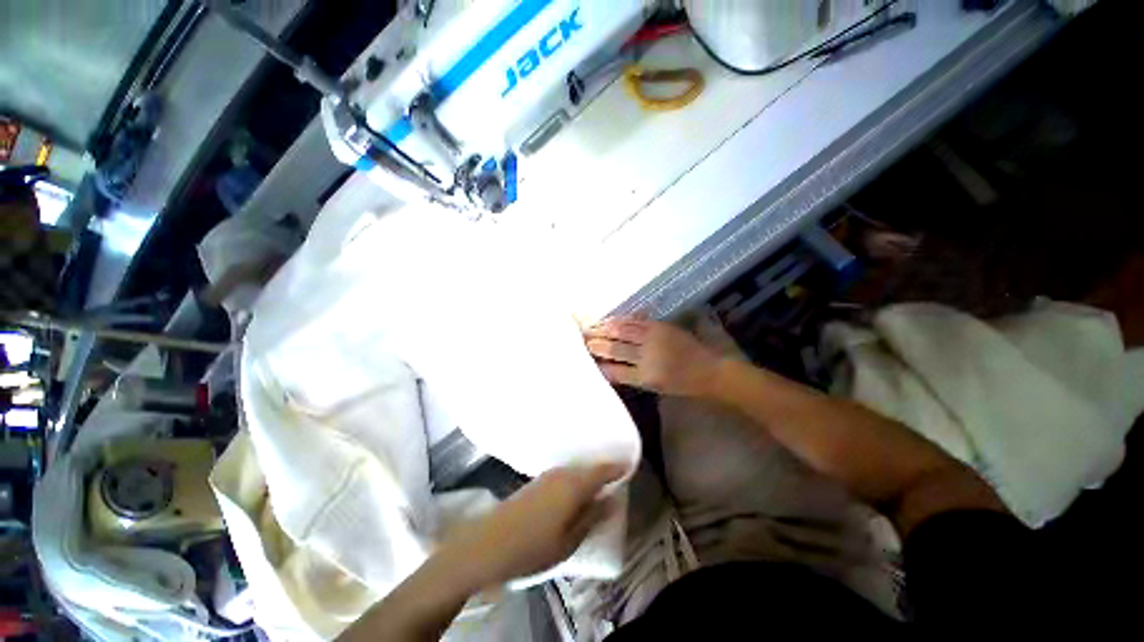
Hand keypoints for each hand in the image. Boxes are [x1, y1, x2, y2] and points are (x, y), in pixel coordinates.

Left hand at [441, 463, 626, 588]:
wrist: (487, 544)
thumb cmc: (533, 547)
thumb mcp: (569, 540)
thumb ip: (592, 517)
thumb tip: (612, 500)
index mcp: (574, 485)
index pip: (602, 470)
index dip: (617, 468)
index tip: (630, 466)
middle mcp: (562, 473)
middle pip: (588, 468)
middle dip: (603, 472)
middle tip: (616, 480)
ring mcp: (547, 475)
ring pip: (575, 470)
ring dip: (587, 476)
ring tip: (599, 487)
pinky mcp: (536, 481)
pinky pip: (563, 475)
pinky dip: (574, 480)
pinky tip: (574, 492)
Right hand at [584, 318, 723, 396]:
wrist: (710, 370)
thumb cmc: (682, 383)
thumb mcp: (655, 387)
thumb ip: (630, 375)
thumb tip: (608, 367)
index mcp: (645, 377)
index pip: (614, 370)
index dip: (598, 364)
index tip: (585, 359)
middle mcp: (646, 357)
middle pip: (614, 349)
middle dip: (596, 344)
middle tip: (581, 340)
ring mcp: (653, 339)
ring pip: (622, 332)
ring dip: (604, 329)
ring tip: (590, 328)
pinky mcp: (659, 326)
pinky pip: (635, 321)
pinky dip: (621, 320)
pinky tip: (610, 320)